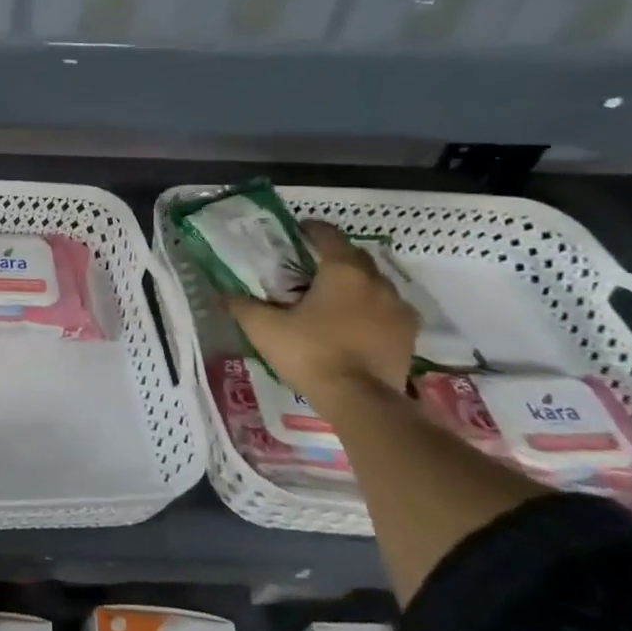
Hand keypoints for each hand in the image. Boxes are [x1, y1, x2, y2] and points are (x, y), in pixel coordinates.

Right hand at [226, 221, 416, 404]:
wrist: (361, 401)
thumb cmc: (310, 353)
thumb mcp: (264, 328)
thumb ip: (243, 305)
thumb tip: (223, 292)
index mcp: (343, 271)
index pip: (329, 236)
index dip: (312, 229)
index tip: (298, 231)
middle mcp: (377, 282)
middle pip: (356, 257)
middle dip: (335, 255)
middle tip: (311, 265)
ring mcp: (398, 309)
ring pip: (375, 283)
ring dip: (356, 283)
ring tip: (333, 296)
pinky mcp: (408, 335)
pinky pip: (388, 310)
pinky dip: (371, 309)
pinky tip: (355, 323)